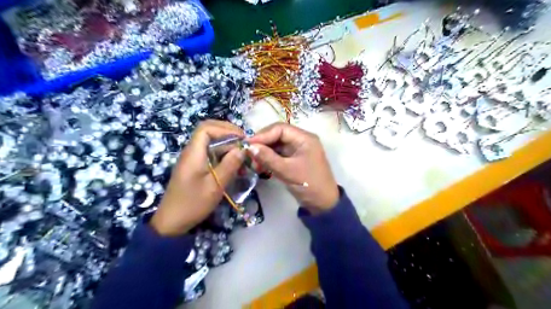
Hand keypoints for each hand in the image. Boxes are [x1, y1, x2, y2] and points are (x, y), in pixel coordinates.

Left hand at [149, 120, 245, 235]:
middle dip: (228, 134)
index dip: (225, 129)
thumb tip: (243, 148)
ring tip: (243, 155)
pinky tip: (234, 165)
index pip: (206, 128)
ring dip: (227, 146)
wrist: (172, 222)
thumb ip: (230, 165)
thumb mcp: (215, 185)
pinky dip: (223, 155)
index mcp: (193, 153)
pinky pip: (210, 154)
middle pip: (208, 132)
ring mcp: (193, 160)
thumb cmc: (193, 203)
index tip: (242, 137)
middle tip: (245, 143)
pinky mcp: (195, 168)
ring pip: (211, 144)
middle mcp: (192, 152)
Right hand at [246, 122, 340, 213]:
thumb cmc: (309, 185)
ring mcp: (297, 150)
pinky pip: (278, 155)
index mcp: (304, 138)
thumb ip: (268, 158)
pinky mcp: (294, 160)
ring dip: (264, 153)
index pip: (280, 129)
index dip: (263, 135)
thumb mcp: (287, 171)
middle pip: (277, 135)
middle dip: (262, 144)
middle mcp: (301, 140)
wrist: (323, 204)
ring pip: (276, 146)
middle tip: (249, 155)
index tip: (248, 144)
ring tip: (254, 164)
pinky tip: (260, 167)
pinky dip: (269, 160)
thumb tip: (249, 147)